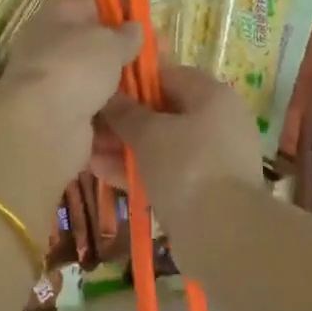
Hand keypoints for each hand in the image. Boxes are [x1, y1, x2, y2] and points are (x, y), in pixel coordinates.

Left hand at [0, 0, 141, 197]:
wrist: (43, 127)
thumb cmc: (74, 68)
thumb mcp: (107, 42)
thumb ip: (125, 35)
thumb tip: (134, 29)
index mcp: (55, 18)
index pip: (92, 5)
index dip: (122, 11)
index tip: (150, 25)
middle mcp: (51, 51)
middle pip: (97, 49)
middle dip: (129, 57)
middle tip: (162, 64)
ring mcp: (56, 89)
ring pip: (100, 85)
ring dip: (127, 92)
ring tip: (158, 96)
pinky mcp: (64, 123)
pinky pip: (98, 118)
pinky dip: (117, 122)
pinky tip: (142, 123)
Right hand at [92, 66, 265, 231]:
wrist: (224, 235)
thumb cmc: (187, 166)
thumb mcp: (149, 133)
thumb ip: (125, 112)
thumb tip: (108, 97)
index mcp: (212, 96)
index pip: (167, 74)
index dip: (133, 80)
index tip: (102, 89)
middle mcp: (217, 122)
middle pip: (162, 112)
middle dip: (123, 119)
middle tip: (88, 124)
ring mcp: (212, 158)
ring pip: (160, 145)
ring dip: (124, 147)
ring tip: (87, 150)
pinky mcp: (203, 190)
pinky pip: (165, 171)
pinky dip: (137, 170)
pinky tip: (101, 172)